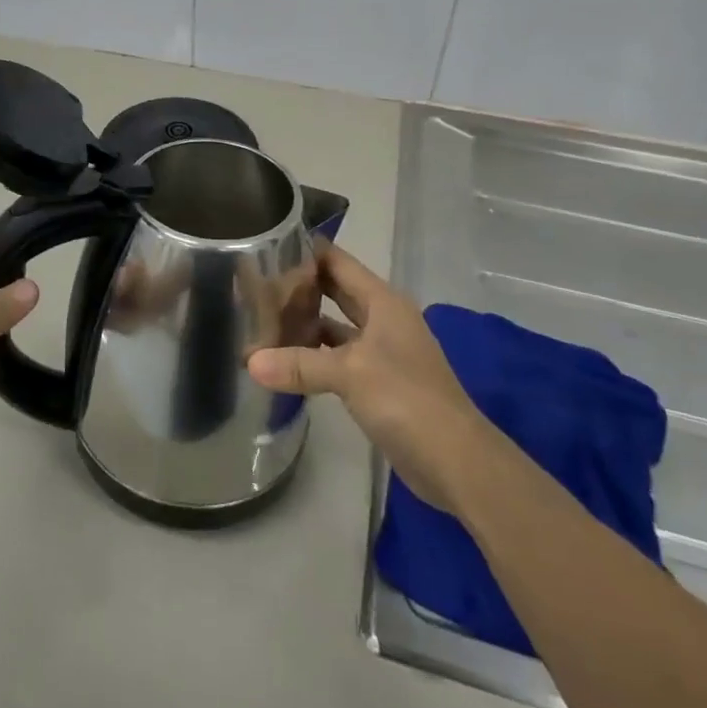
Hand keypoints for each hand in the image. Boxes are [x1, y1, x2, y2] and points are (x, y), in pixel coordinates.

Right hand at [246, 242, 482, 512]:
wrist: (456, 460)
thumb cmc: (406, 399)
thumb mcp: (349, 374)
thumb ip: (299, 364)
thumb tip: (250, 362)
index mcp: (382, 302)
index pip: (338, 262)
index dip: (306, 251)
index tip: (266, 246)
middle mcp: (383, 319)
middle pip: (336, 291)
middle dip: (301, 286)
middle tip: (257, 281)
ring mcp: (382, 351)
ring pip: (336, 326)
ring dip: (306, 322)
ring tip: (262, 317)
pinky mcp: (378, 382)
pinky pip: (338, 357)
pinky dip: (314, 355)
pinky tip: (285, 359)